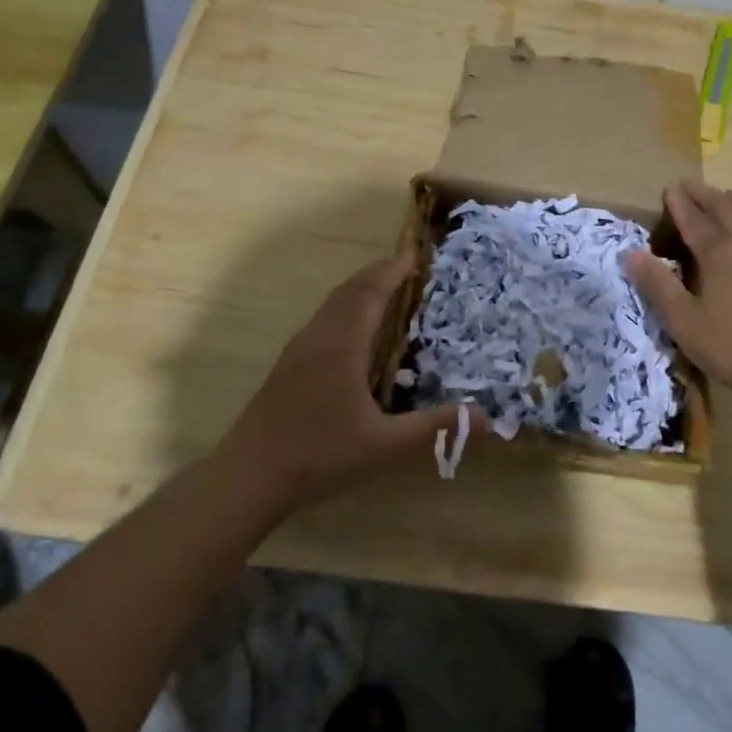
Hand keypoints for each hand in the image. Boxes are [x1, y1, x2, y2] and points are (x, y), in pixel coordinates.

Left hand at [216, 253, 472, 516]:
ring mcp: (299, 348)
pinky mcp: (289, 364)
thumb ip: (434, 428)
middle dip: (379, 273)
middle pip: (351, 289)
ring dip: (360, 289)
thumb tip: (483, 417)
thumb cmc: (319, 455)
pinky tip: (354, 332)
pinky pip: (323, 318)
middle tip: (408, 269)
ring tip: (387, 291)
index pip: (371, 290)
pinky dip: (346, 307)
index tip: (417, 255)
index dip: (394, 269)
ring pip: (333, 303)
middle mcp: (320, 335)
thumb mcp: (385, 446)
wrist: (248, 476)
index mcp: (343, 342)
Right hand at [626, 179, 731, 410]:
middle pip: (726, 208)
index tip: (670, 189)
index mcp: (719, 252)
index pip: (694, 219)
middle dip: (705, 194)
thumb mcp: (683, 320)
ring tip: (730, 198)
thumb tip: (632, 254)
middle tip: (691, 185)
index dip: (680, 203)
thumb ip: (657, 284)